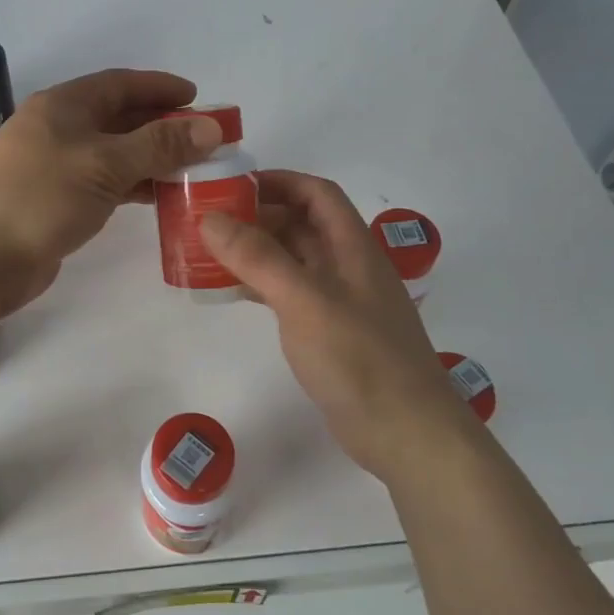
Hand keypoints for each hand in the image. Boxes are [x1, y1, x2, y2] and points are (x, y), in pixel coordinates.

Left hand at [0, 69, 223, 315]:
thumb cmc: (40, 198)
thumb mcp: (105, 165)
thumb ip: (159, 145)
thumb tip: (211, 126)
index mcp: (63, 106)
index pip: (119, 84)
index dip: (159, 87)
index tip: (197, 97)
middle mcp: (56, 129)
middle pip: (117, 117)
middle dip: (160, 125)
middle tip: (202, 138)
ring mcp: (52, 166)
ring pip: (112, 153)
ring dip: (149, 158)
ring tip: (191, 169)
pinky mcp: (53, 201)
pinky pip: (102, 183)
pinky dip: (131, 185)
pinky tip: (157, 196)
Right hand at [200, 171, 478, 480]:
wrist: (406, 433)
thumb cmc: (360, 358)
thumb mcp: (305, 300)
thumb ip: (258, 257)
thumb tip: (210, 218)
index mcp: (352, 246)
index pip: (317, 193)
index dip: (278, 181)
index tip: (232, 186)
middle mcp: (347, 266)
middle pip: (301, 224)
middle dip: (257, 216)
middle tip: (208, 221)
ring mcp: (339, 301)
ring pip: (292, 260)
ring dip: (255, 251)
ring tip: (208, 252)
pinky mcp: (329, 332)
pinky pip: (289, 293)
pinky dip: (260, 285)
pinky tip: (231, 292)